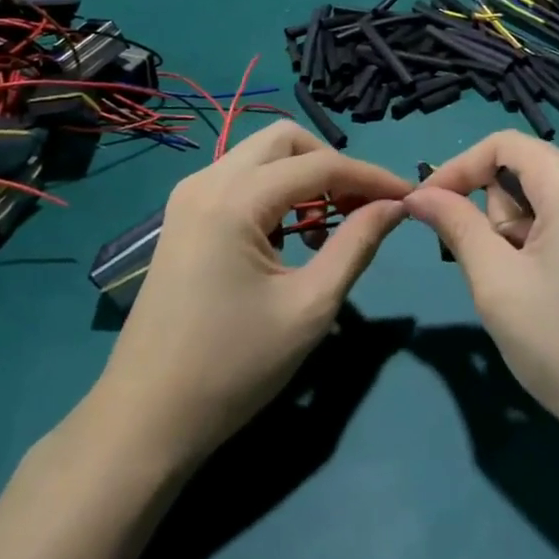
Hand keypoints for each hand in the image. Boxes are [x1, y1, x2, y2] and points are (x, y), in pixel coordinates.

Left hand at [95, 122, 410, 467]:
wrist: (147, 418)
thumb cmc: (233, 367)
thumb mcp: (309, 307)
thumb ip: (357, 245)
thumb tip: (395, 206)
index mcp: (234, 199)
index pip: (319, 164)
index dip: (371, 176)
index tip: (411, 196)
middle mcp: (206, 181)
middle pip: (284, 139)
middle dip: (332, 163)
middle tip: (363, 206)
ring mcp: (188, 197)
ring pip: (260, 156)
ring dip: (303, 176)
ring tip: (333, 225)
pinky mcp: (183, 218)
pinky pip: (240, 180)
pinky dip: (276, 192)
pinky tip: (293, 236)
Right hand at [406, 132, 558, 468]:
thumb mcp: (497, 283)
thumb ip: (456, 225)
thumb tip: (418, 195)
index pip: (500, 144)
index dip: (456, 169)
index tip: (425, 209)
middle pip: (522, 169)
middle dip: (493, 213)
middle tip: (494, 271)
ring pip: (541, 196)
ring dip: (516, 232)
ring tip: (524, 289)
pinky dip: (540, 241)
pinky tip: (548, 290)